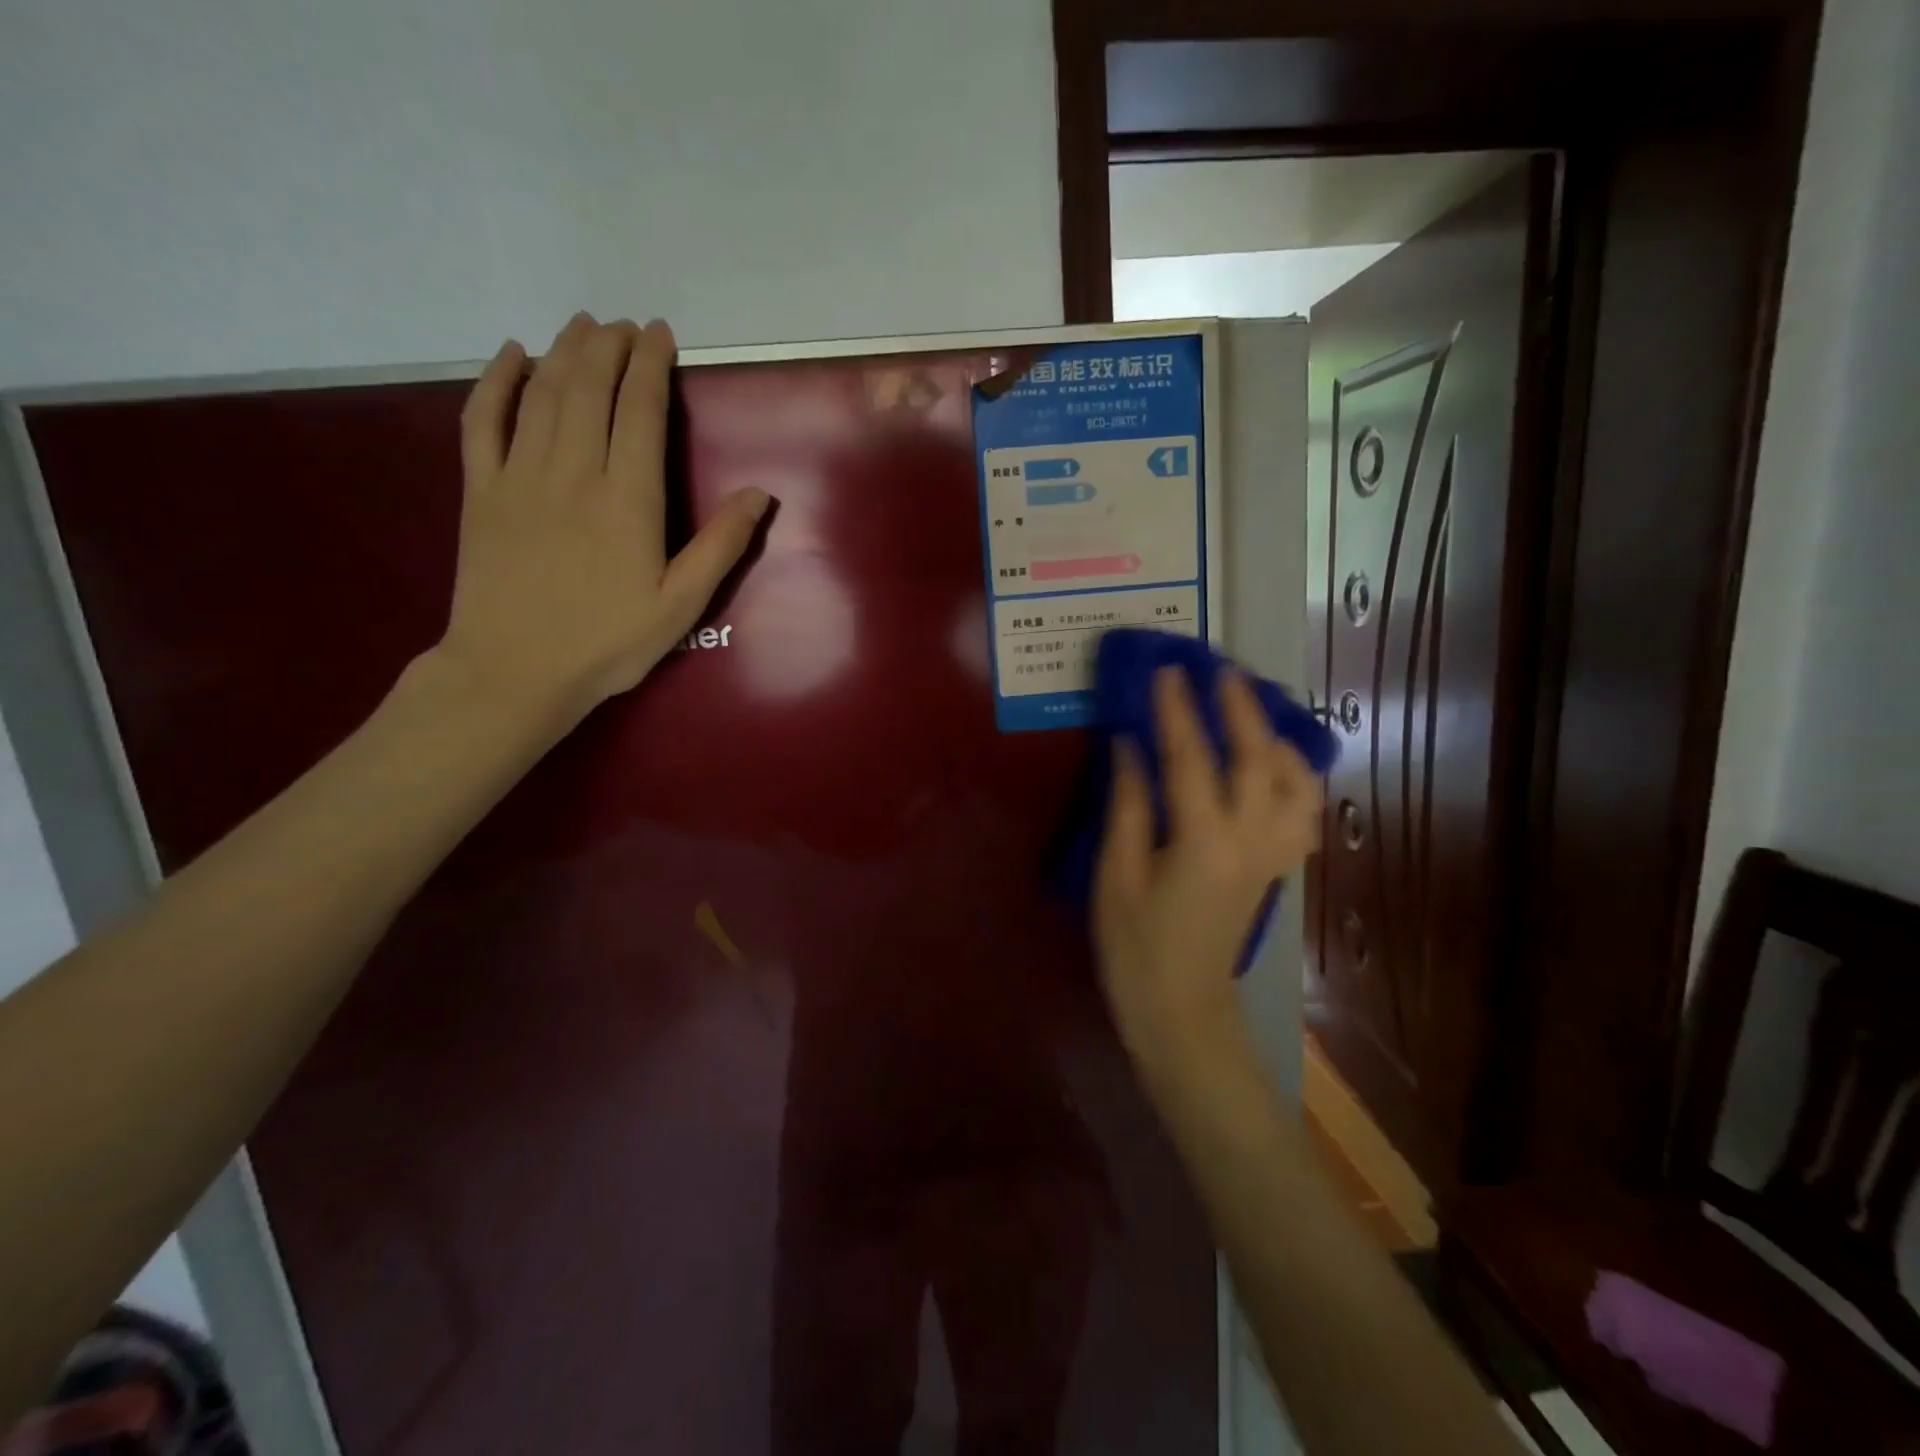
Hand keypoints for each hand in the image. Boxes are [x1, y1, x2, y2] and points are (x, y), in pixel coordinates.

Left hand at [433, 313, 769, 726]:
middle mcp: (574, 472)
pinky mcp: (481, 491)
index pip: (640, 412)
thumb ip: (721, 546)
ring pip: (542, 393)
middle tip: (627, 326)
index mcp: (628, 499)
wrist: (515, 672)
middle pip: (590, 389)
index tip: (660, 335)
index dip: (651, 366)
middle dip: (610, 348)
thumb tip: (760, 493)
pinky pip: (483, 421)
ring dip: (564, 351)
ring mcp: (520, 476)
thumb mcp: (681, 605)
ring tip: (584, 326)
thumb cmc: (608, 643)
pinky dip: (496, 382)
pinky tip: (510, 357)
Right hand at [1093, 666, 1322, 1071]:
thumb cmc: (1134, 947)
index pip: (1191, 759)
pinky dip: (1296, 780)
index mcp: (1202, 843)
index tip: (1167, 670)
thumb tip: (1130, 745)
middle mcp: (1249, 842)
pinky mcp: (1276, 869)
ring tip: (1254, 713)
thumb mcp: (1115, 876)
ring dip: (1278, 740)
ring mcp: (1271, 856)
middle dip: (1240, 708)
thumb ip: (1128, 806)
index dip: (1177, 710)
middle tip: (1221, 671)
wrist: (1181, 1010)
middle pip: (1258, 759)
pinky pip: (1302, 814)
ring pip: (1297, 784)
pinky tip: (1274, 768)